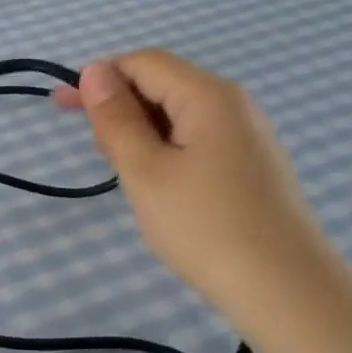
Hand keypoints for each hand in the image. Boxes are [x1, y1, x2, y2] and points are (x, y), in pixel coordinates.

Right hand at [54, 51, 343, 335]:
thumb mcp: (145, 170)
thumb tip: (94, 72)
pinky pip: (199, 138)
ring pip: (180, 114)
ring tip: (117, 165)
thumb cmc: (205, 226)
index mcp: (209, 95)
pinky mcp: (253, 165)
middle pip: (165, 84)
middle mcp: (234, 104)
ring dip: (141, 129)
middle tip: (90, 145)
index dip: (100, 76)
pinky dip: (166, 148)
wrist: (286, 290)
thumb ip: (116, 118)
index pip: (144, 62)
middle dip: (120, 104)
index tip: (65, 108)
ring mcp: (249, 135)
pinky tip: (155, 180)